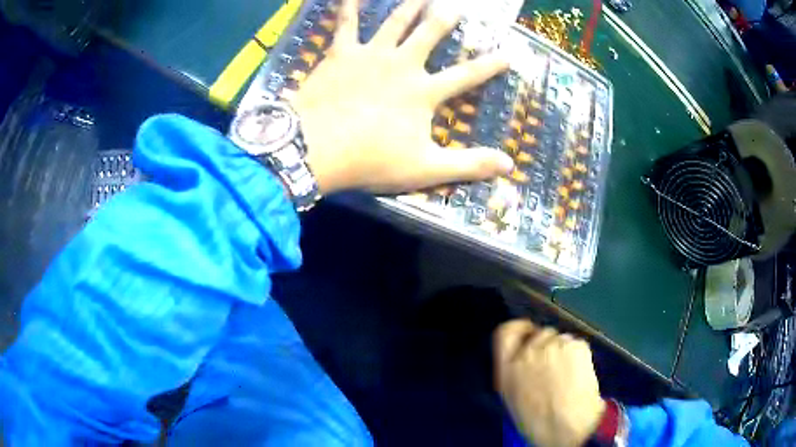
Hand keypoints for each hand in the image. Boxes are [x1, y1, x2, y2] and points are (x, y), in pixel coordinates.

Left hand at [292, 0, 513, 193]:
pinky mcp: (341, 53)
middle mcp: (402, 64)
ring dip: (411, 5)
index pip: (467, 75)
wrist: (315, 149)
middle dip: (445, 18)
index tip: (508, 54)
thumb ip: (468, 165)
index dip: (490, 65)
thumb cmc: (370, 160)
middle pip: (430, 34)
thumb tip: (509, 165)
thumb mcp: (426, 169)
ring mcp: (371, 54)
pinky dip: (349, 6)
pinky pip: (346, 23)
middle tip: (457, 5)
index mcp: (424, 91)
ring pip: (396, 21)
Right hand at [494, 320, 604, 446]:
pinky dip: (579, 355)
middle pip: (540, 334)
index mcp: (507, 368)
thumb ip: (515, 373)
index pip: (506, 332)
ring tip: (570, 375)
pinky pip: (577, 345)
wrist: (565, 427)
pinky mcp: (576, 346)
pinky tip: (580, 375)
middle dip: (548, 346)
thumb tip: (525, 361)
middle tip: (556, 366)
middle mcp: (528, 351)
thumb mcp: (513, 399)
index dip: (519, 329)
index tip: (528, 332)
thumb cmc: (536, 422)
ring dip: (564, 352)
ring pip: (561, 340)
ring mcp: (553, 345)